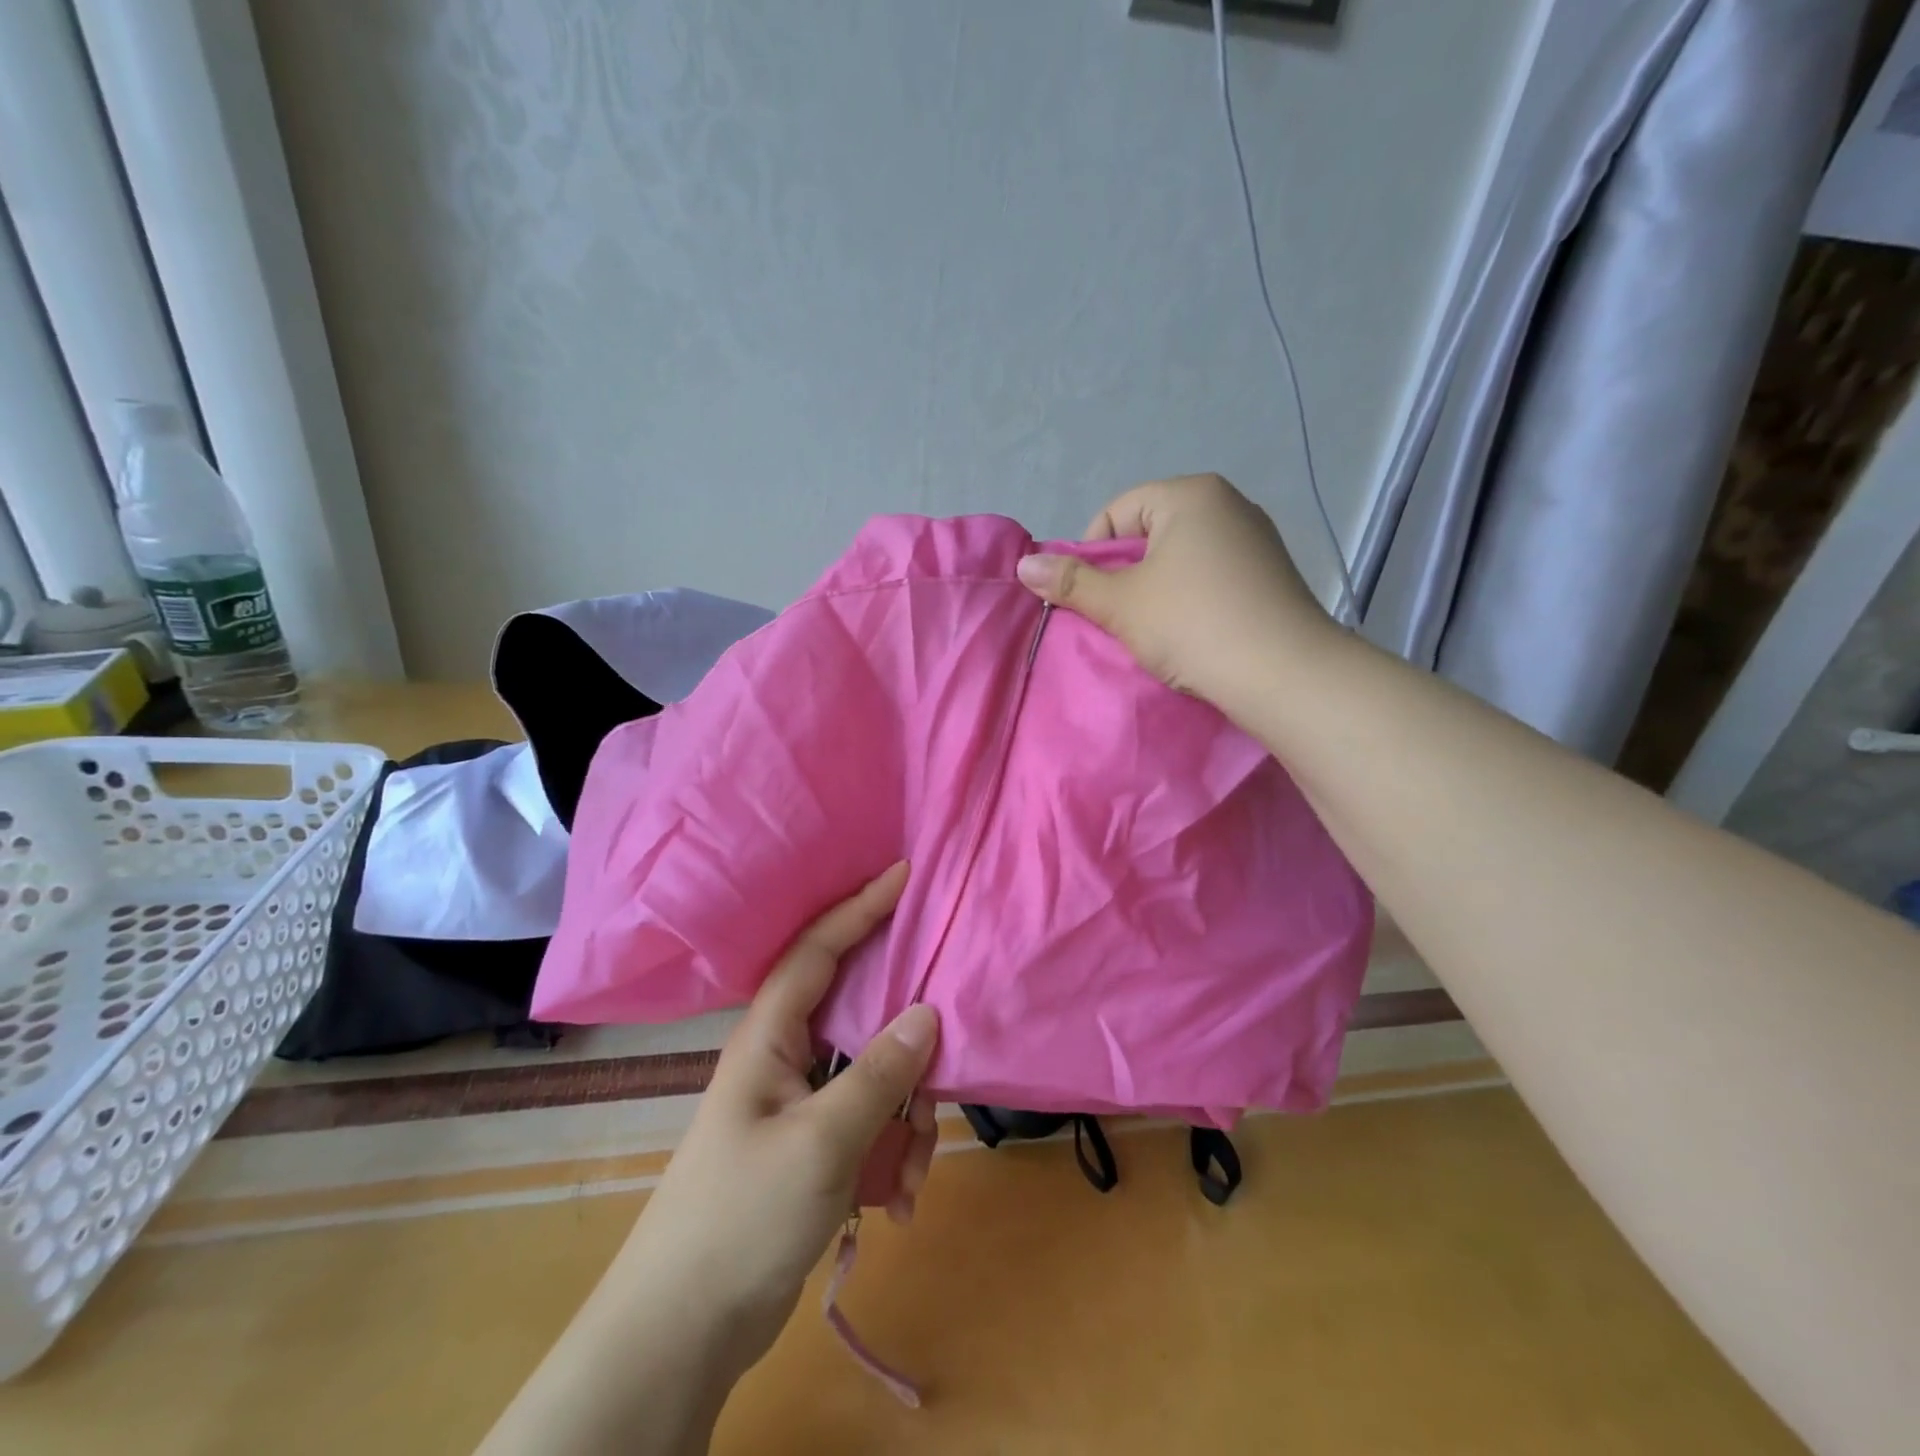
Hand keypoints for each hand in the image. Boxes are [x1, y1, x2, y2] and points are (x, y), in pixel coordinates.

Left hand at [618, 861, 937, 1379]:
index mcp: (771, 1035)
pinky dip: (894, 1154)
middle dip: (907, 1043)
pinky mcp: (815, 1145)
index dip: (861, 906)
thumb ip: (878, 1074)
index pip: (819, 948)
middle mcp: (786, 1057)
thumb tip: (927, 1013)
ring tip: (912, 1175)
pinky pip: (872, 1124)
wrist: (683, 1332)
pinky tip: (900, 1201)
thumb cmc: (742, 1217)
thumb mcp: (822, 1142)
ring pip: (876, 1077)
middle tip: (944, 1057)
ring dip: (906, 1119)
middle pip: (862, 1014)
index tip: (904, 872)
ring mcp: (801, 1104)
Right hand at [1016, 473, 1335, 717]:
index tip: (1092, 598)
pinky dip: (1190, 599)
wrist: (1284, 675)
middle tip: (1118, 617)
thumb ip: (1071, 582)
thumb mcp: (1121, 604)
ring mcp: (1256, 538)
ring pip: (1180, 557)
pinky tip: (1190, 632)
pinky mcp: (1271, 574)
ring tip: (1153, 630)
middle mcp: (1228, 503)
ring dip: (1156, 590)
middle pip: (1149, 533)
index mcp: (1190, 494)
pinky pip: (1211, 576)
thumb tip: (1023, 565)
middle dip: (1124, 574)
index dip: (1091, 555)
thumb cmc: (1193, 626)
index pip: (1116, 512)